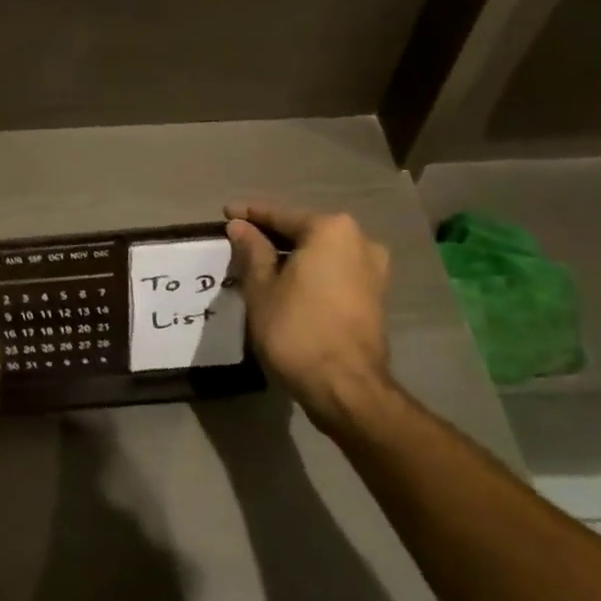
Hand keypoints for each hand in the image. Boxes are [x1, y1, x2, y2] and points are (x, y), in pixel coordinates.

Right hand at [225, 202, 398, 434]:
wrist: (346, 387)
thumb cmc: (296, 329)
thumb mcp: (261, 287)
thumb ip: (252, 250)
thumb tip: (240, 226)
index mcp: (331, 230)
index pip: (280, 216)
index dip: (249, 215)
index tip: (225, 213)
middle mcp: (360, 241)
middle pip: (304, 232)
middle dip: (272, 236)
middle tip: (239, 241)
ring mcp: (373, 270)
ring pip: (321, 254)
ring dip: (292, 257)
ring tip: (259, 265)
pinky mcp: (375, 296)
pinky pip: (334, 272)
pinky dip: (310, 274)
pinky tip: (286, 284)